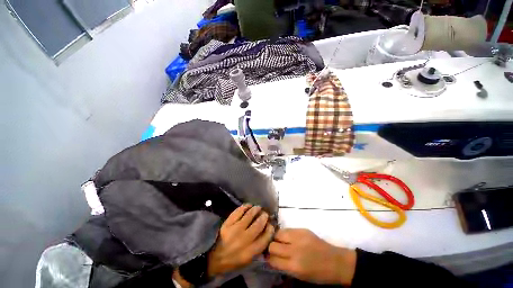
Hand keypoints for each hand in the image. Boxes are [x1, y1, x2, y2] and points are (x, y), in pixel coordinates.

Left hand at [207, 204, 274, 276]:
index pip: (265, 237)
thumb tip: (266, 231)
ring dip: (256, 209)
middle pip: (258, 224)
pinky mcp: (228, 223)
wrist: (214, 258)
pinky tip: (248, 206)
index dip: (270, 229)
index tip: (271, 224)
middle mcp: (244, 240)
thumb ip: (258, 247)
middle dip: (264, 216)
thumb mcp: (248, 259)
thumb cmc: (233, 260)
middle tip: (264, 213)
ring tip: (258, 207)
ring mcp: (235, 230)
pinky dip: (245, 207)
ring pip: (249, 215)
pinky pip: (238, 211)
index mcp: (250, 252)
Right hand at [267, 229, 356, 285]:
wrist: (336, 262)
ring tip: (279, 241)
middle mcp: (295, 250)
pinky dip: (285, 234)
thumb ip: (285, 266)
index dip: (268, 258)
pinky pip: (287, 229)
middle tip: (273, 249)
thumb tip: (272, 258)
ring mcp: (299, 237)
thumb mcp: (300, 276)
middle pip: (272, 245)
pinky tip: (287, 237)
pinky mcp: (302, 229)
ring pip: (278, 233)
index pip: (273, 259)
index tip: (267, 257)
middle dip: (270, 247)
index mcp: (294, 266)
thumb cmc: (318, 274)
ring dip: (276, 238)